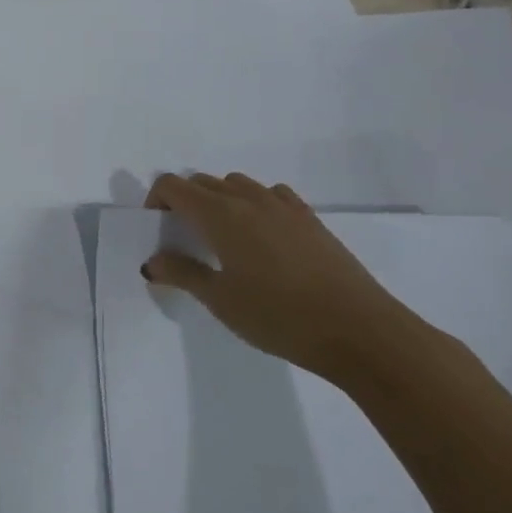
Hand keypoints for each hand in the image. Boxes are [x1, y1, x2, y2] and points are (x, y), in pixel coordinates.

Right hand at [143, 173, 418, 380]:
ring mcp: (283, 205)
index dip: (157, 200)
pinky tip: (262, 237)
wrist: (359, 330)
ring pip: (237, 184)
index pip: (174, 186)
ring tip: (223, 238)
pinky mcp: (310, 218)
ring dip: (219, 200)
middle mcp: (248, 199)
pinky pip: (270, 194)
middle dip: (185, 202)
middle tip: (184, 239)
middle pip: (202, 182)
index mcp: (220, 214)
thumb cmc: (279, 316)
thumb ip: (183, 274)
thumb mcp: (221, 301)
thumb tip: (152, 261)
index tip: (157, 230)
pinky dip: (254, 204)